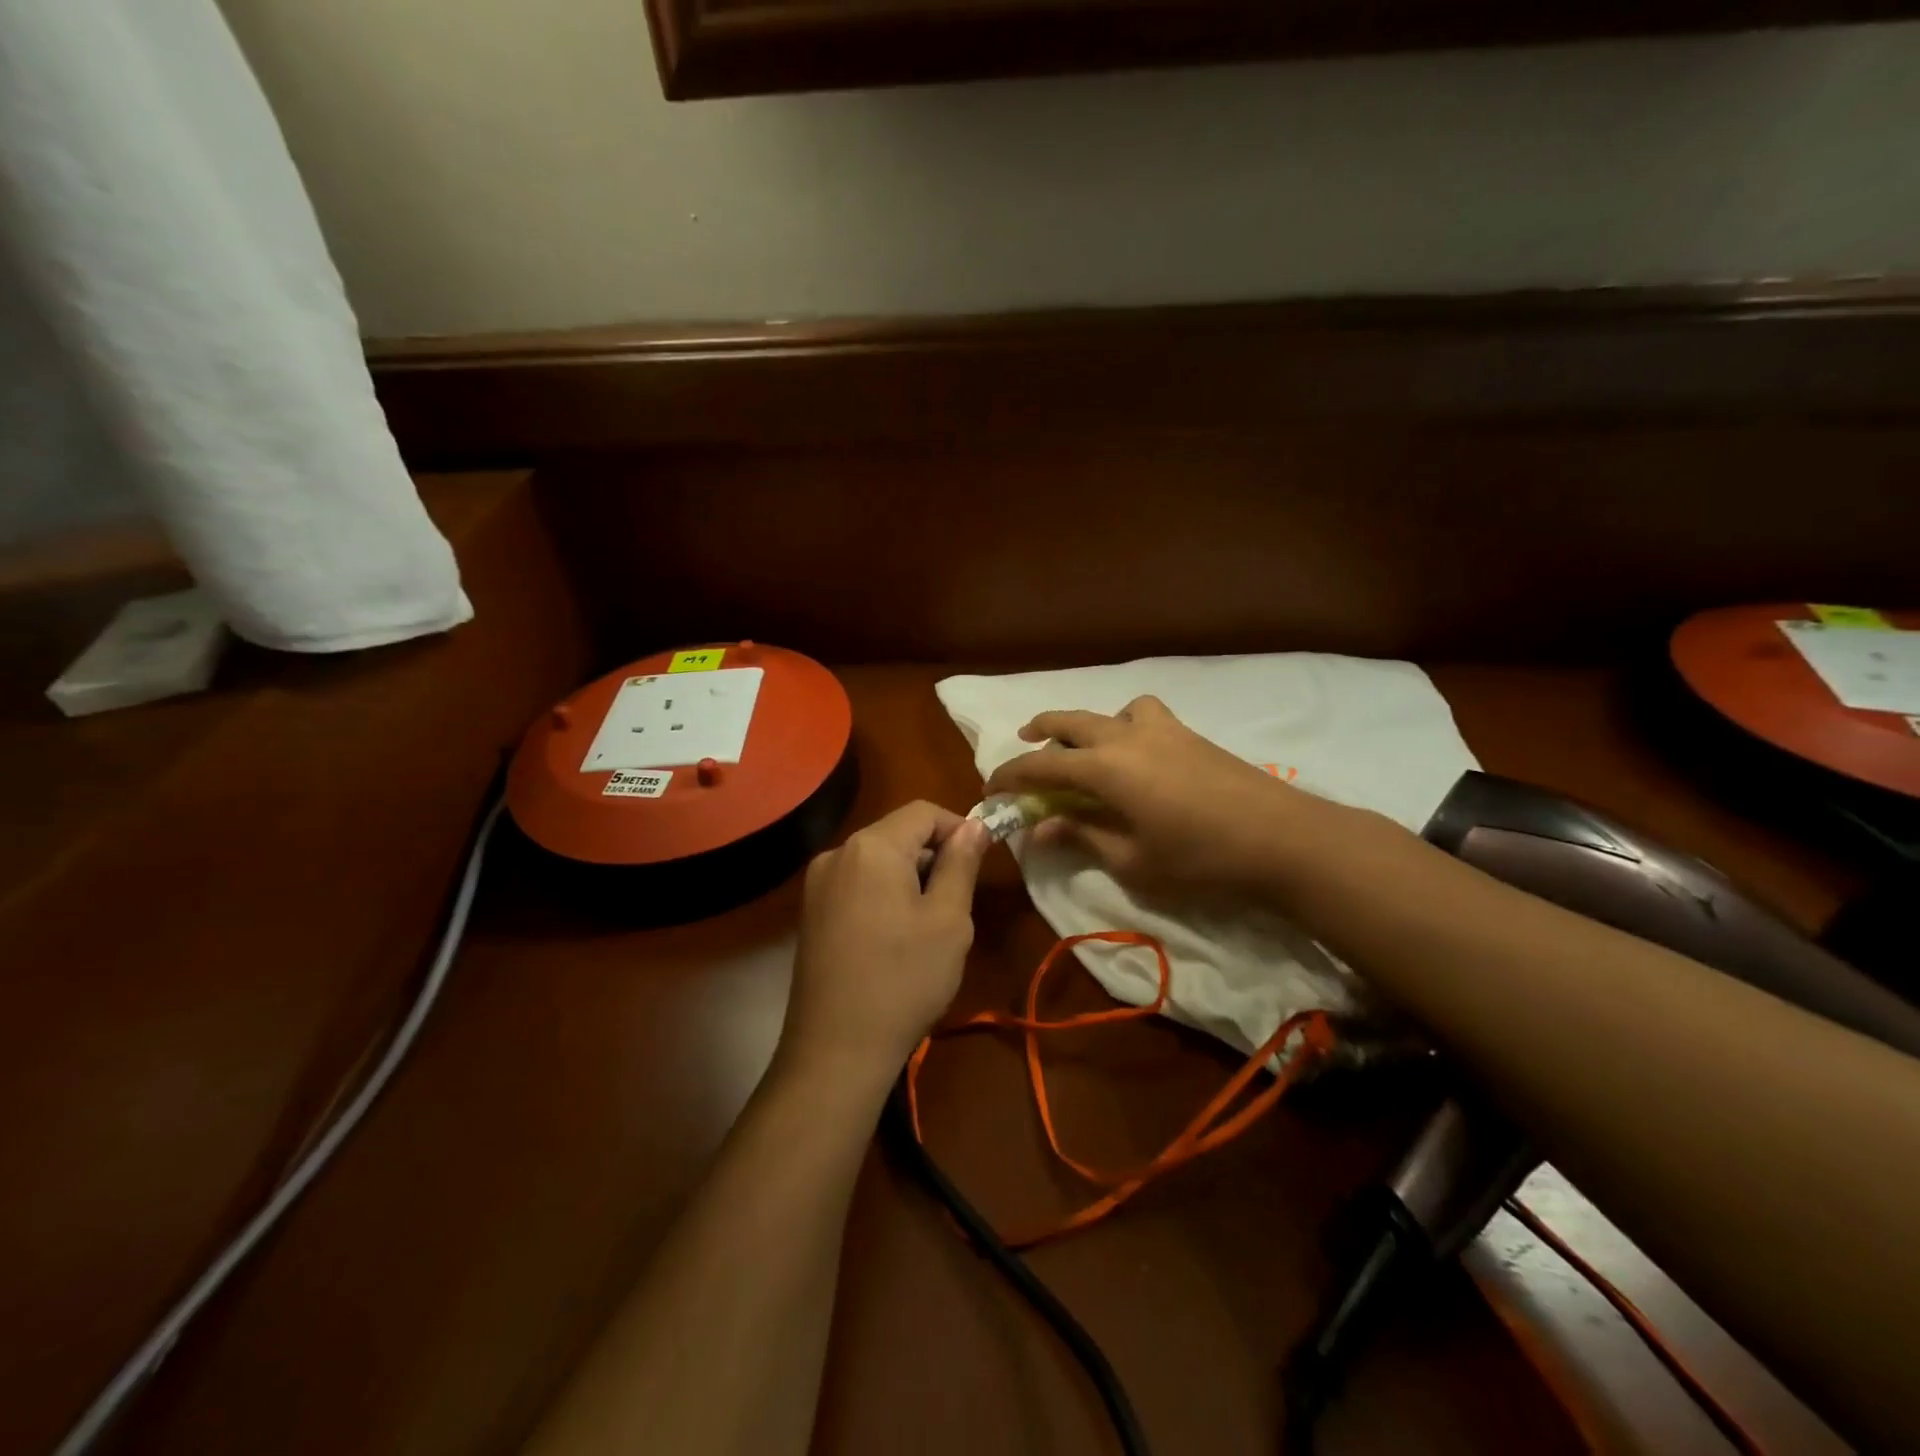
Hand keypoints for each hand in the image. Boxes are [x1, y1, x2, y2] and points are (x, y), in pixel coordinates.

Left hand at [779, 801, 989, 1087]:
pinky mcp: (811, 913)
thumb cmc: (904, 979)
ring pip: (878, 861)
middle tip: (959, 902)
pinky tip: (897, 938)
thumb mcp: (949, 920)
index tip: (981, 862)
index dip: (958, 828)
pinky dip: (885, 894)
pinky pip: (858, 884)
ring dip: (911, 877)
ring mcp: (818, 885)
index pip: (923, 812)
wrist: (836, 1051)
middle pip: (897, 834)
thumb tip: (974, 826)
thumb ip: (961, 864)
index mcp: (871, 847)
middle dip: (934, 856)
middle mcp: (836, 854)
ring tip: (930, 925)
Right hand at [984, 695, 1326, 891]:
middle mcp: (1126, 737)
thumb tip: (1040, 827)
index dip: (1010, 776)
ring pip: (1112, 711)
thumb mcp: (1131, 859)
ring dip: (1089, 724)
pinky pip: (1145, 716)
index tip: (990, 789)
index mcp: (1105, 767)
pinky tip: (1139, 756)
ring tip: (1088, 748)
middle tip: (1022, 743)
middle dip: (1040, 730)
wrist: (1282, 838)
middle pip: (1070, 721)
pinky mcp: (1191, 736)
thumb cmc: (1199, 858)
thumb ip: (1082, 836)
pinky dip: (1127, 725)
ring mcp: (1163, 730)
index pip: (1041, 765)